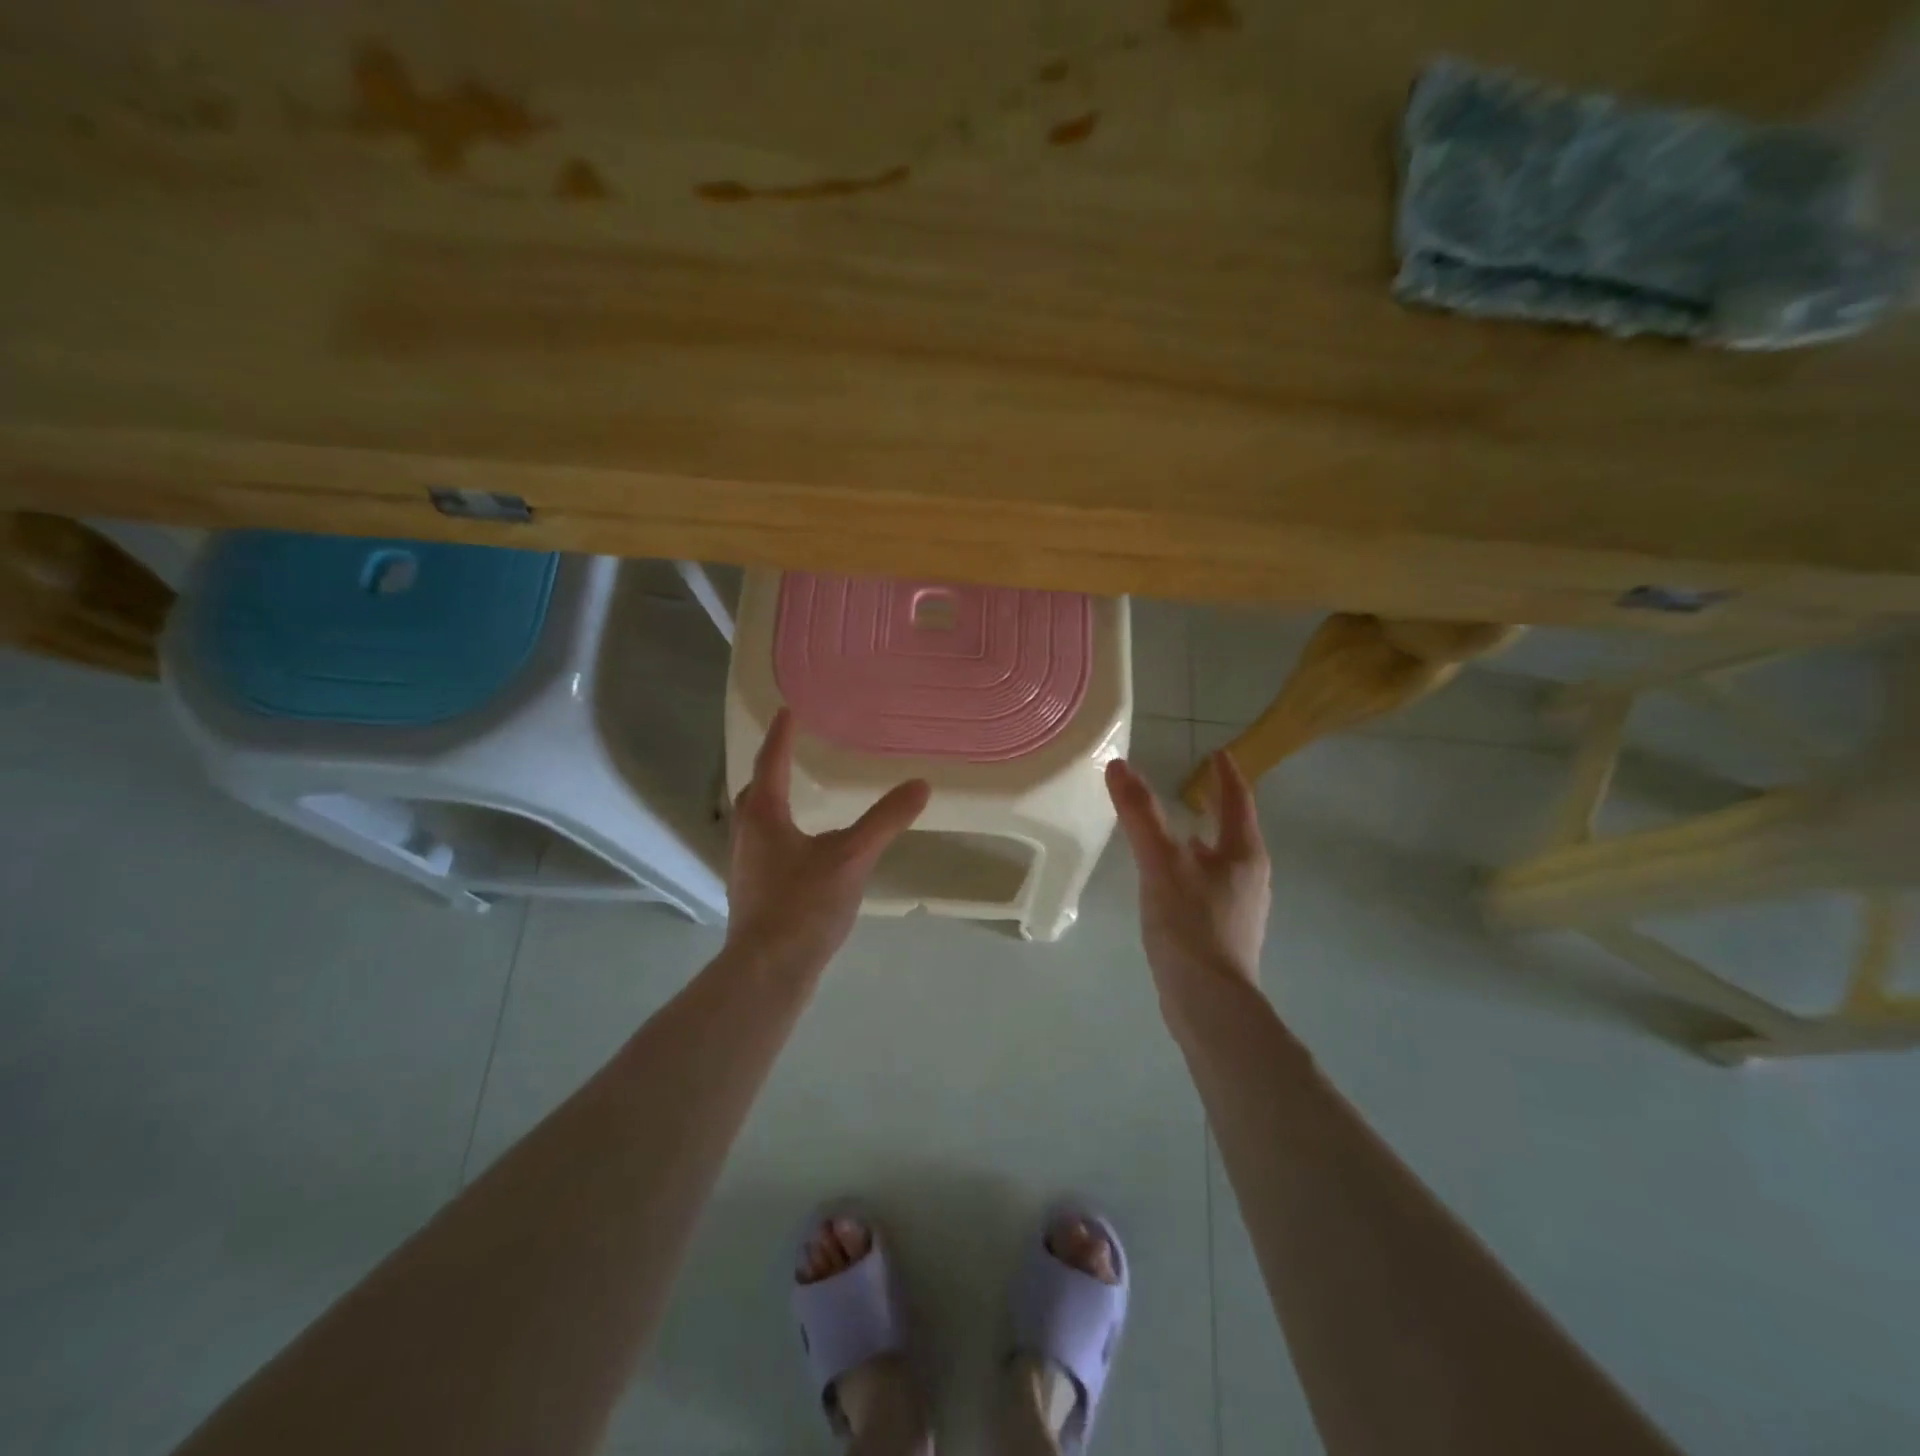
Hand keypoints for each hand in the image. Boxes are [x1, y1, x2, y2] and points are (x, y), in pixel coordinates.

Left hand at [726, 709, 930, 970]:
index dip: (781, 735)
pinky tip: (802, 850)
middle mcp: (747, 834)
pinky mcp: (753, 892)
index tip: (787, 710)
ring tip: (796, 796)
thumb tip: (920, 784)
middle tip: (788, 752)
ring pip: (757, 821)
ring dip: (772, 802)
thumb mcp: (851, 857)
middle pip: (755, 791)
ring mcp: (746, 866)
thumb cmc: (804, 905)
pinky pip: (764, 846)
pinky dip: (780, 832)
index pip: (771, 762)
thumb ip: (885, 820)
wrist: (767, 971)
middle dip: (770, 768)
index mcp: (765, 816)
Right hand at [1106, 751, 1270, 987]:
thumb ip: (1140, 814)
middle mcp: (1249, 877)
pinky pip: (1208, 886)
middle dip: (1216, 807)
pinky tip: (1169, 881)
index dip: (1226, 775)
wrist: (1208, 1002)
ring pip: (1221, 861)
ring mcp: (1239, 907)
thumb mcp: (1161, 863)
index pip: (1237, 801)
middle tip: (1194, 786)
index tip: (1217, 753)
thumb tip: (1120, 766)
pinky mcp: (1223, 933)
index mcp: (1244, 854)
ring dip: (1203, 840)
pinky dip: (1192, 870)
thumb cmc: (1191, 924)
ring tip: (1179, 829)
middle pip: (1234, 831)